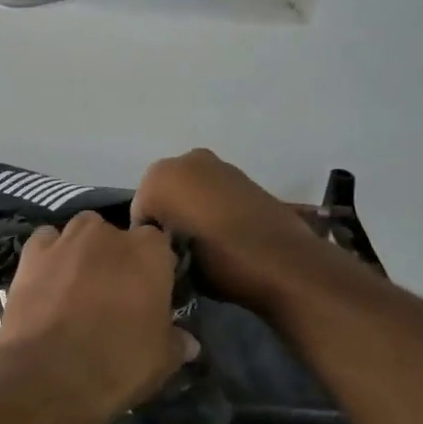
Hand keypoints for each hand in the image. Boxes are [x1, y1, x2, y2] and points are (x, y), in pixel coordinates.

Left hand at [0, 213, 198, 423]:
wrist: (48, 374)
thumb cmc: (117, 363)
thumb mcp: (161, 361)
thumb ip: (176, 342)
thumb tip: (189, 342)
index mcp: (150, 252)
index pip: (159, 247)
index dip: (154, 269)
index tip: (149, 294)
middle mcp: (109, 233)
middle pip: (118, 236)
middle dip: (117, 257)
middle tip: (113, 293)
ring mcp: (67, 239)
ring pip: (81, 232)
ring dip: (83, 250)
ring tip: (78, 284)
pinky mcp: (32, 253)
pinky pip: (45, 242)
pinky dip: (49, 255)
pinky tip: (47, 279)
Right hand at [133, 149, 330, 312]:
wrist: (283, 261)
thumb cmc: (217, 263)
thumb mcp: (171, 263)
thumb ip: (157, 246)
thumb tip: (163, 247)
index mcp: (157, 177)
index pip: (139, 215)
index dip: (150, 242)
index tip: (166, 262)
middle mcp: (184, 160)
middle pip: (162, 197)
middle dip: (169, 220)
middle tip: (184, 255)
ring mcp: (217, 164)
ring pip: (189, 192)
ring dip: (191, 213)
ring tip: (207, 247)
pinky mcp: (242, 175)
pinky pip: (213, 193)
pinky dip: (213, 208)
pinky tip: (226, 235)